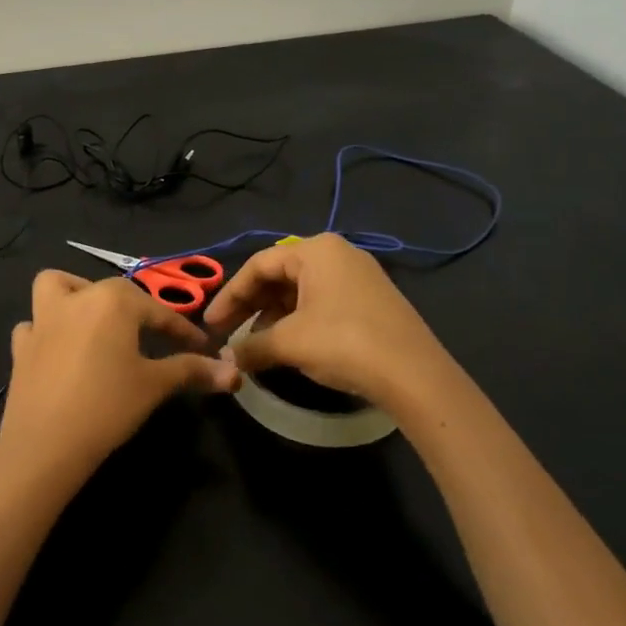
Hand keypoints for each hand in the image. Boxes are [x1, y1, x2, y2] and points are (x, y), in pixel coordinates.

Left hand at [0, 271, 238, 496]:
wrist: (46, 443)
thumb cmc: (108, 406)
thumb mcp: (155, 386)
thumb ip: (192, 371)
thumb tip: (234, 373)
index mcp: (112, 301)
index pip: (158, 311)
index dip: (182, 330)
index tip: (202, 347)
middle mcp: (76, 298)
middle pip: (112, 292)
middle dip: (136, 310)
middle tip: (153, 338)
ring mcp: (42, 319)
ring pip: (56, 286)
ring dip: (75, 294)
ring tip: (94, 320)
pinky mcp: (20, 345)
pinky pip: (33, 325)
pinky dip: (47, 331)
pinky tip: (59, 350)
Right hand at [202, 233, 446, 404]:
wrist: (415, 376)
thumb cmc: (343, 343)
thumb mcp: (288, 343)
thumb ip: (250, 346)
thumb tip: (226, 359)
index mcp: (316, 250)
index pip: (258, 265)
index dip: (229, 296)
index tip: (210, 325)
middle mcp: (338, 254)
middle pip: (279, 275)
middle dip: (250, 306)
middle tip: (227, 333)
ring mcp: (359, 277)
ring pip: (300, 291)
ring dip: (272, 317)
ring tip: (255, 344)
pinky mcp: (372, 302)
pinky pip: (321, 303)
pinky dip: (297, 322)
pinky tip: (287, 346)